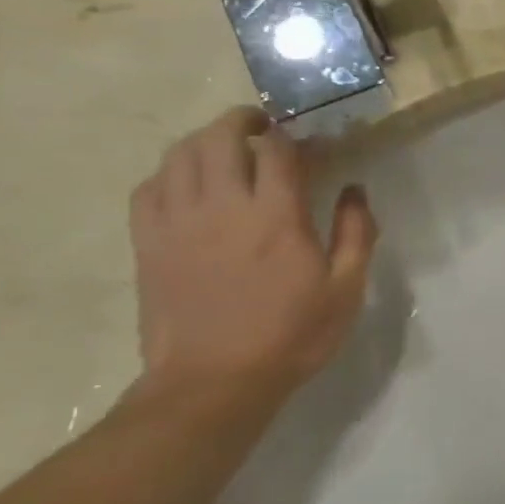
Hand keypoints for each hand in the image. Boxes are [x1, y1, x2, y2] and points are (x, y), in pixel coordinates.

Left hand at [129, 108, 377, 408]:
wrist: (214, 383)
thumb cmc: (292, 335)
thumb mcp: (346, 289)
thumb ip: (356, 233)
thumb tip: (355, 190)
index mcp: (277, 216)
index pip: (280, 150)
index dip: (297, 136)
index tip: (313, 141)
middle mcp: (223, 207)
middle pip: (221, 138)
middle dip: (243, 121)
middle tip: (263, 126)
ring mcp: (177, 223)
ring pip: (179, 155)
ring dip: (204, 140)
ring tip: (225, 147)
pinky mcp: (148, 244)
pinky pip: (149, 188)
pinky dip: (169, 173)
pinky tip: (187, 183)